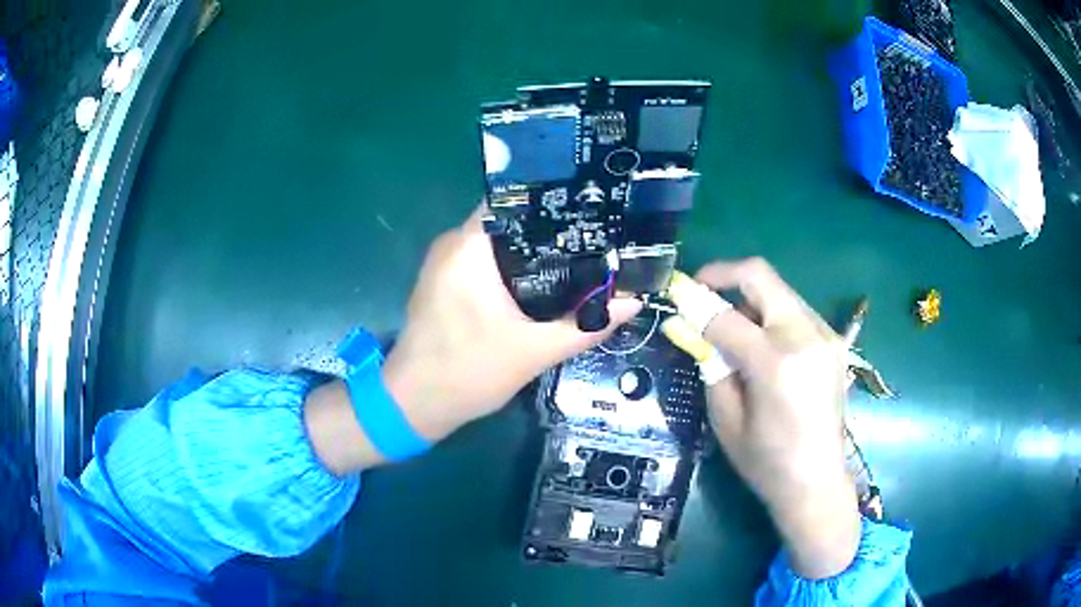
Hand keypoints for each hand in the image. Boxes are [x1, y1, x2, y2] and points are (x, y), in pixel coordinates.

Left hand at [382, 206, 641, 441]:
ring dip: (533, 252)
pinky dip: (512, 269)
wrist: (414, 405)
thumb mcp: (534, 352)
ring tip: (579, 257)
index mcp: (468, 248)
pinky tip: (544, 282)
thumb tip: (633, 302)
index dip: (554, 204)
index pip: (516, 203)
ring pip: (498, 244)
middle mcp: (453, 245)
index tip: (591, 211)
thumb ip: (584, 326)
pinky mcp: (444, 283)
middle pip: (510, 222)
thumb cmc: (467, 373)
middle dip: (551, 231)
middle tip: (596, 239)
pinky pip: (484, 262)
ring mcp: (445, 263)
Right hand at [695, 258, 858, 578]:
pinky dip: (771, 315)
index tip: (676, 294)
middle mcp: (806, 337)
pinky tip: (763, 344)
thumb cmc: (766, 462)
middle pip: (761, 277)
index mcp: (776, 364)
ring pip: (780, 291)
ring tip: (733, 328)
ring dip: (750, 298)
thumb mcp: (726, 419)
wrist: (818, 481)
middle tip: (701, 289)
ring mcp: (826, 336)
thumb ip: (711, 366)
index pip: (726, 316)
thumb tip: (695, 329)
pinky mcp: (835, 342)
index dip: (695, 302)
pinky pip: (796, 311)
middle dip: (724, 275)